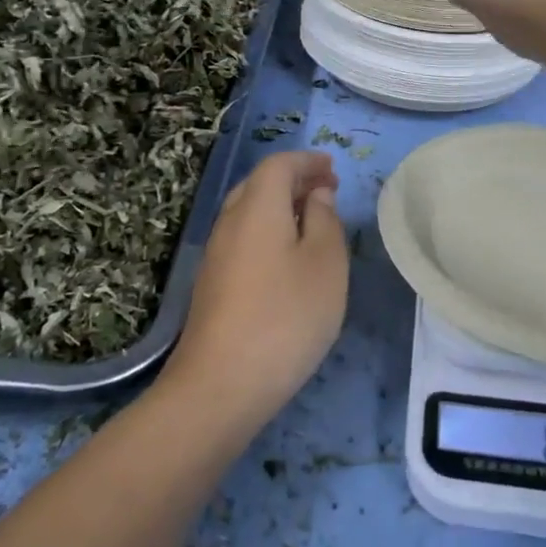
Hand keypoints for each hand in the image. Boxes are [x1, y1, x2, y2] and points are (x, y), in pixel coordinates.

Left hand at [162, 151, 347, 430]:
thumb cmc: (286, 316)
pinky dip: (268, 232)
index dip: (307, 161)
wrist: (220, 385)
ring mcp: (216, 255)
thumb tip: (317, 195)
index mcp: (257, 207)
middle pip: (258, 185)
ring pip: (248, 213)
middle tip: (327, 191)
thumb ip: (325, 220)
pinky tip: (287, 259)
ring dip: (280, 207)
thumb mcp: (326, 264)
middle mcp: (230, 222)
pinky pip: (243, 238)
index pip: (278, 165)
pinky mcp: (212, 285)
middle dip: (294, 181)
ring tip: (312, 222)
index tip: (333, 169)